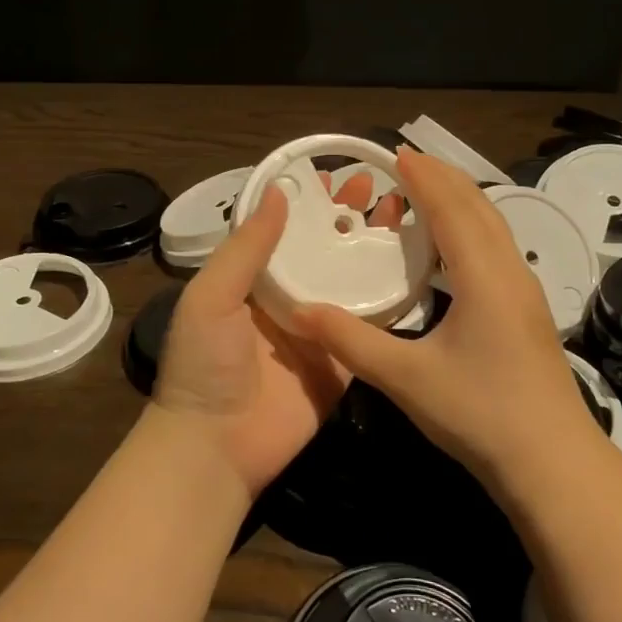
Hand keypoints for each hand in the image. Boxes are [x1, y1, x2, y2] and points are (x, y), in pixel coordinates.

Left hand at [150, 171, 406, 495]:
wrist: (217, 448)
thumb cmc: (206, 365)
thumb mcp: (211, 297)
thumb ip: (246, 247)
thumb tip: (279, 190)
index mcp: (252, 279)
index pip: (283, 228)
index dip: (308, 201)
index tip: (335, 173)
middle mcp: (287, 297)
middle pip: (323, 248)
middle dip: (346, 217)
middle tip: (375, 188)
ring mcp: (318, 328)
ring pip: (350, 278)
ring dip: (372, 248)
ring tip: (400, 216)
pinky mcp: (343, 360)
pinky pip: (370, 325)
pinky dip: (391, 297)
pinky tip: (415, 268)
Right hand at [293, 148, 593, 498]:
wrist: (553, 463)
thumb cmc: (480, 414)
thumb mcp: (406, 378)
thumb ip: (351, 341)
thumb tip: (299, 311)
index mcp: (483, 276)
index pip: (452, 208)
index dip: (425, 177)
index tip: (398, 152)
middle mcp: (510, 272)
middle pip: (480, 208)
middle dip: (446, 178)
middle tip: (409, 162)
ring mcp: (525, 292)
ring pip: (495, 227)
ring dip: (463, 202)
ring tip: (430, 192)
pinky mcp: (528, 312)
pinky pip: (499, 249)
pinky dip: (473, 229)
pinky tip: (455, 249)